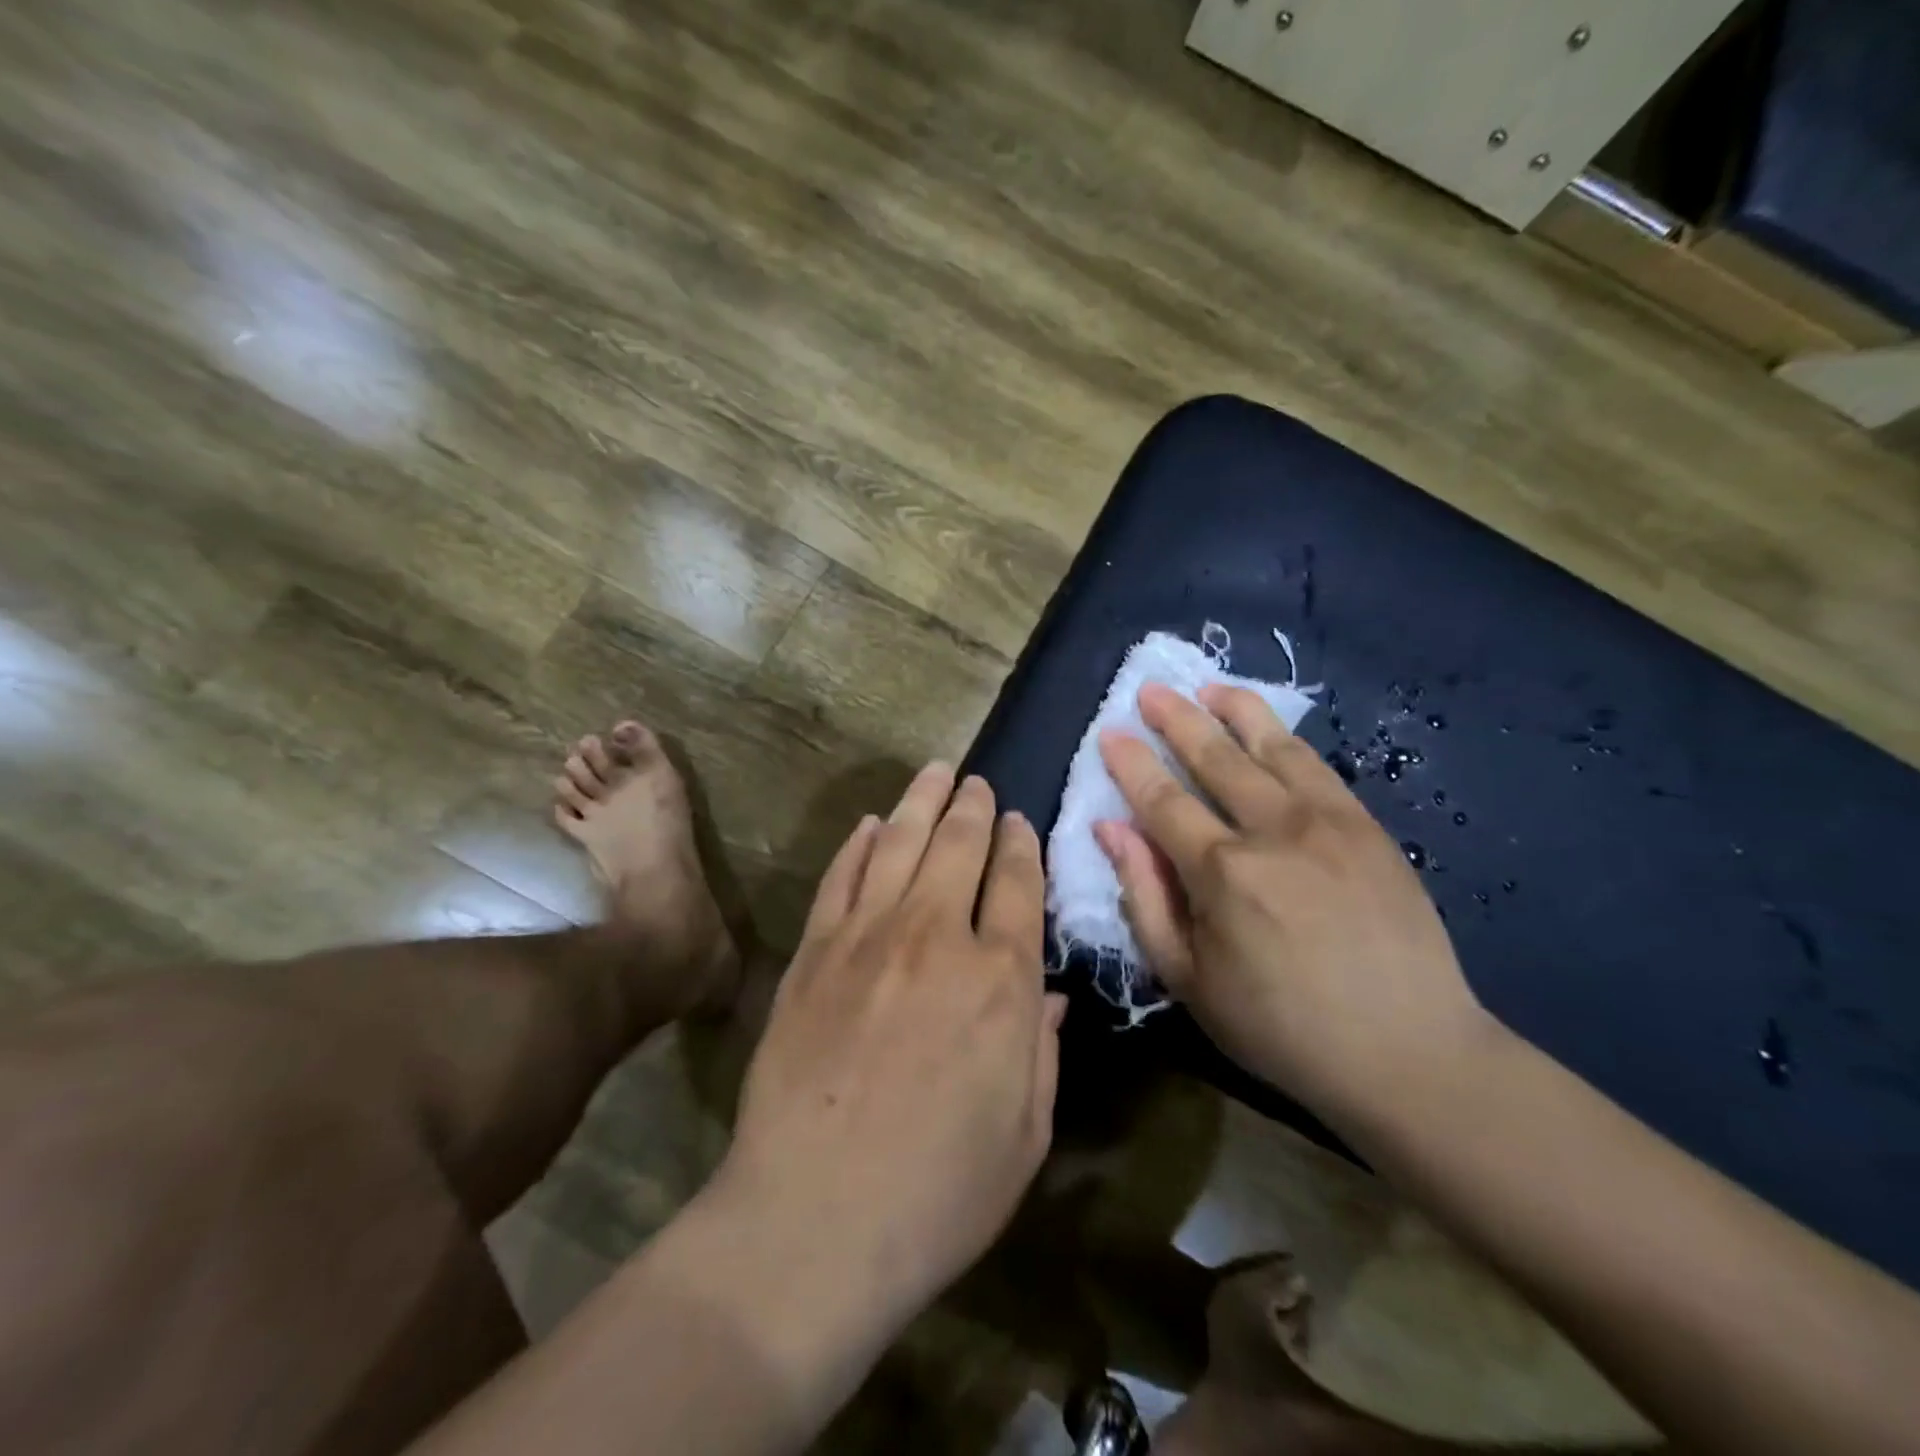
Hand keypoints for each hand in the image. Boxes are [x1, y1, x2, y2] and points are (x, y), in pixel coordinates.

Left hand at [721, 764, 1067, 1323]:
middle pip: (960, 846)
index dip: (1020, 845)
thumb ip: (1043, 1050)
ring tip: (935, 772)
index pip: (1019, 885)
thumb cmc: (939, 1191)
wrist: (813, 1219)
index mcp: (1002, 980)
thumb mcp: (1025, 1133)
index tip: (1017, 821)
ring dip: (922, 802)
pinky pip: (842, 877)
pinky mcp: (814, 951)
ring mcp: (868, 936)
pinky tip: (873, 824)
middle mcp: (938, 937)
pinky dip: (860, 843)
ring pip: (902, 843)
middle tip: (977, 782)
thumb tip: (1050, 993)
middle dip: (973, 807)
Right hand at [1094, 683, 1486, 1126]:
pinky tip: (1268, 725)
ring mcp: (1327, 822)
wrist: (1408, 1051)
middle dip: (1176, 719)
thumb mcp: (1189, 978)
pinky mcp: (1367, 826)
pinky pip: (1317, 766)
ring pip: (1270, 747)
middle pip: (1213, 758)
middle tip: (1149, 690)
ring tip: (1207, 686)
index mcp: (1222, 872)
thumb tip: (1111, 828)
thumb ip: (1145, 896)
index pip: (1162, 800)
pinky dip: (1285, 737)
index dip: (1131, 763)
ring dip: (1234, 711)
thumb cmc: (1280, 1026)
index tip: (1110, 732)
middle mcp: (1272, 830)